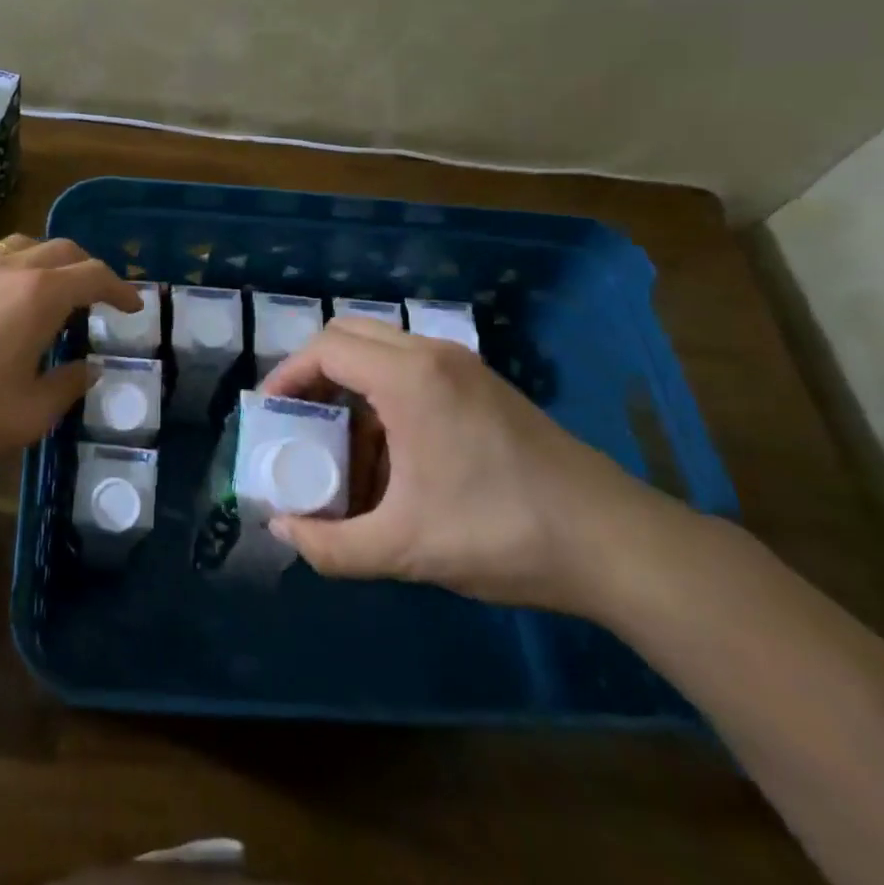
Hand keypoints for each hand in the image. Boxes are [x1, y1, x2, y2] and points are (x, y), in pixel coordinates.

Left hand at [0, 235, 138, 479]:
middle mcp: (11, 265)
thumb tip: (89, 369)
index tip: (133, 306)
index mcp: (41, 294)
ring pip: (26, 244)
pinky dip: (13, 261)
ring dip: (51, 262)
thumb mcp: (29, 414)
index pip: (95, 275)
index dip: (121, 289)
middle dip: (90, 270)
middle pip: (65, 250)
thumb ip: (68, 386)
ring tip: (55, 289)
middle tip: (100, 298)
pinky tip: (3, 285)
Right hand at [264, 317, 673, 614]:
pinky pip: (413, 370)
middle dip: (314, 372)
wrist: (614, 543)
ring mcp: (463, 367)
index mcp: (410, 378)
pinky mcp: (484, 387)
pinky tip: (389, 455)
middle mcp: (433, 355)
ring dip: (350, 385)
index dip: (286, 376)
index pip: (325, 349)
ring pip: (382, 351)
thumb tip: (283, 533)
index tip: (268, 414)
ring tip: (340, 444)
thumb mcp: (406, 548)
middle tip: (298, 419)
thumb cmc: (502, 533)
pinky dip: (383, 396)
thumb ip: (331, 546)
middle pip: (350, 335)